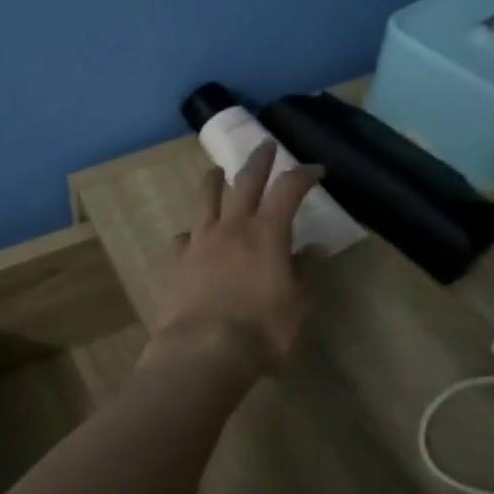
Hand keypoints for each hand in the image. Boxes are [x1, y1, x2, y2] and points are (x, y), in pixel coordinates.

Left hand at [149, 142, 322, 380]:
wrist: (204, 349)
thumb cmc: (261, 330)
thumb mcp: (298, 305)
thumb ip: (306, 273)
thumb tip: (315, 249)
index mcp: (266, 234)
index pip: (288, 191)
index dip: (303, 175)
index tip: (316, 169)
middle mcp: (231, 227)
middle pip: (245, 183)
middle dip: (258, 160)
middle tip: (265, 145)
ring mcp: (199, 241)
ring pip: (206, 200)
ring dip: (213, 182)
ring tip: (216, 171)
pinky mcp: (177, 261)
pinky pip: (183, 239)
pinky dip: (190, 234)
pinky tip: (189, 238)